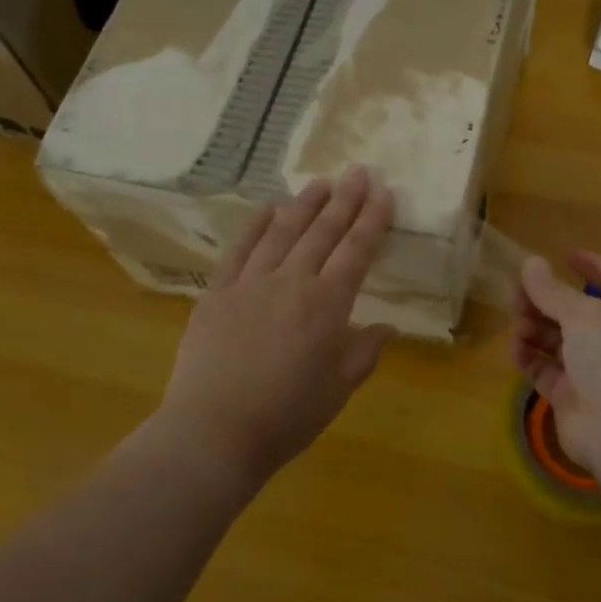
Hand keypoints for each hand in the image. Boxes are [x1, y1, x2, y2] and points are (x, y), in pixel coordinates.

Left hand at [157, 166, 394, 483]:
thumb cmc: (287, 416)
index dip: (372, 220)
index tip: (383, 193)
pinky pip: (239, 249)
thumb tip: (385, 327)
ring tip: (320, 182)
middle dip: (344, 200)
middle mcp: (291, 282)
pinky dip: (255, 225)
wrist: (215, 430)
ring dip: (304, 204)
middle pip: (322, 232)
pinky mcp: (217, 292)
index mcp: (327, 304)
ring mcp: (250, 283)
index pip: (356, 251)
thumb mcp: (339, 388)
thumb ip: (364, 351)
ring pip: (282, 232)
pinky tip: (267, 208)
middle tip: (358, 171)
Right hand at [511, 252, 600, 475]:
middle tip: (517, 293)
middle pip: (578, 313)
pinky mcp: (572, 397)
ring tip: (516, 322)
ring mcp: (596, 372)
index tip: (567, 256)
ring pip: (559, 341)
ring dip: (535, 327)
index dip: (595, 268)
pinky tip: (515, 348)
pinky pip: (547, 370)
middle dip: (548, 301)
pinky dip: (531, 357)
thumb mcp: (582, 312)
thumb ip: (551, 289)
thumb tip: (530, 262)